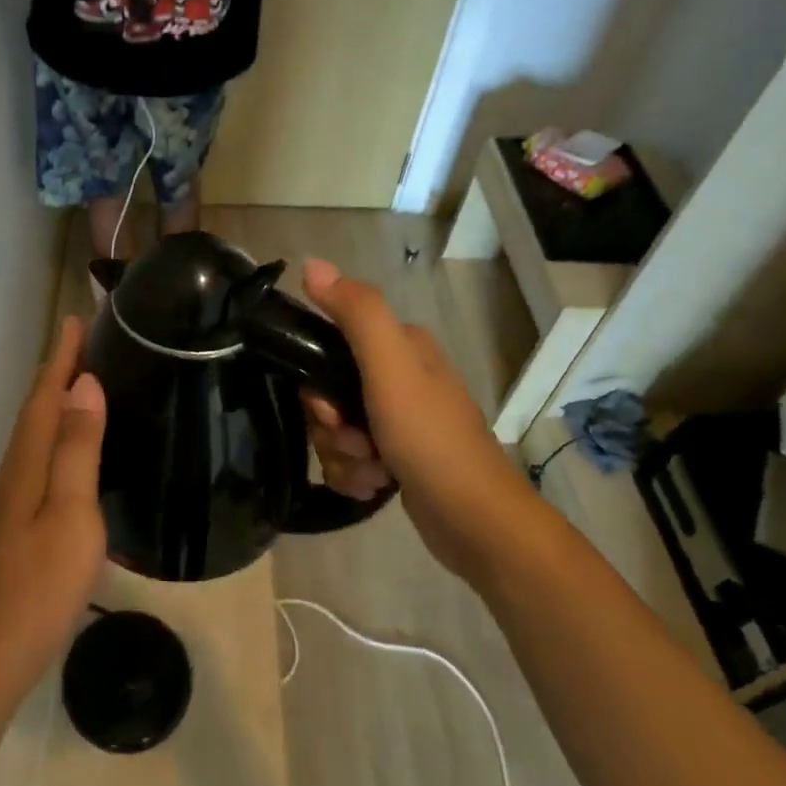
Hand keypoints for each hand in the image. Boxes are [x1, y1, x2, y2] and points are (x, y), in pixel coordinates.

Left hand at [0, 317, 106, 698]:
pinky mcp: (17, 525)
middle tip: (84, 342)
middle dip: (57, 372)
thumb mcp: (71, 514)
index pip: (47, 396)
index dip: (62, 358)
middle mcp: (15, 473)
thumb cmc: (38, 586)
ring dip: (56, 402)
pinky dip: (56, 438)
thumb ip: (78, 450)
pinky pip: (40, 460)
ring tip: (81, 382)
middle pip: (36, 410)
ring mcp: (12, 502)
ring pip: (35, 435)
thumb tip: (85, 385)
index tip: (77, 318)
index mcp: (29, 463)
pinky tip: (69, 451)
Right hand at [300, 258, 522, 582]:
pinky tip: (373, 487)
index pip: (330, 347)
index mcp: (402, 347)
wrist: (474, 520)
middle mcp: (400, 377)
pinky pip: (351, 458)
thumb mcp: (390, 368)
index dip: (317, 383)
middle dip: (329, 426)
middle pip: (329, 393)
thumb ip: (356, 313)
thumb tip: (312, 264)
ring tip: (371, 473)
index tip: (329, 411)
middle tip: (354, 443)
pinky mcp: (397, 457)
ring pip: (336, 429)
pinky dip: (354, 474)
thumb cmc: (430, 438)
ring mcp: (399, 419)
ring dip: (342, 456)